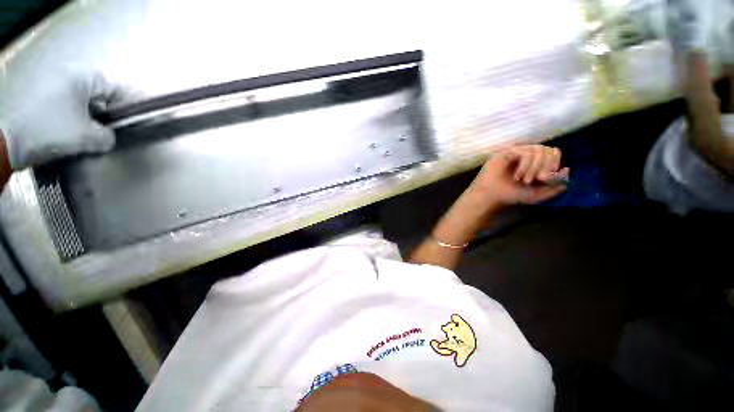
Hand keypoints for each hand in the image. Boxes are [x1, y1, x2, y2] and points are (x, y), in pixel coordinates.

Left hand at [0, 71, 134, 168]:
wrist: (6, 140)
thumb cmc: (49, 131)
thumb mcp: (87, 137)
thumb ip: (108, 137)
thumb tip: (109, 137)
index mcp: (82, 77)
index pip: (116, 89)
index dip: (128, 106)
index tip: (134, 120)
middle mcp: (67, 73)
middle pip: (98, 93)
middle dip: (106, 112)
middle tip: (110, 130)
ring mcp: (51, 82)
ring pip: (81, 99)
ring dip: (89, 115)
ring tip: (88, 132)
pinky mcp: (39, 93)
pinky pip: (66, 102)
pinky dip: (72, 115)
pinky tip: (70, 129)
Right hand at [468, 145, 569, 206]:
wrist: (491, 197)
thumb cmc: (510, 195)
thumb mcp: (537, 194)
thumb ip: (554, 186)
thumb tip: (568, 170)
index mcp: (534, 163)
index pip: (553, 154)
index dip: (554, 164)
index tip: (546, 179)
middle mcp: (526, 156)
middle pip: (548, 150)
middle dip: (547, 166)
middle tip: (538, 180)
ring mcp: (516, 153)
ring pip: (539, 150)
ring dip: (536, 167)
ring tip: (525, 180)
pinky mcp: (507, 153)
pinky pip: (526, 153)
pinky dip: (526, 166)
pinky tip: (517, 176)